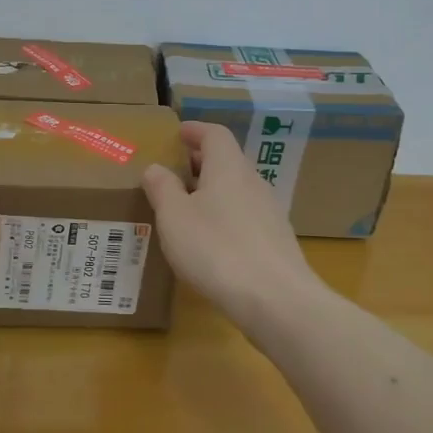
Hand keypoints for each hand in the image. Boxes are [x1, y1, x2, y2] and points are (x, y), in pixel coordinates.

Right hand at [142, 122, 321, 323]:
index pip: (214, 134)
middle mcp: (253, 182)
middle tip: (173, 173)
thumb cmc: (216, 249)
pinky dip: (225, 217)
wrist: (277, 301)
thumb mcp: (174, 217)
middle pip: (227, 161)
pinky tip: (210, 242)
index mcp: (228, 167)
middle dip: (200, 162)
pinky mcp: (276, 242)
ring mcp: (269, 212)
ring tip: (186, 209)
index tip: (177, 133)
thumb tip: (156, 168)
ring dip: (212, 192)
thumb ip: (162, 188)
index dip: (195, 130)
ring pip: (236, 190)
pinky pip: (245, 216)